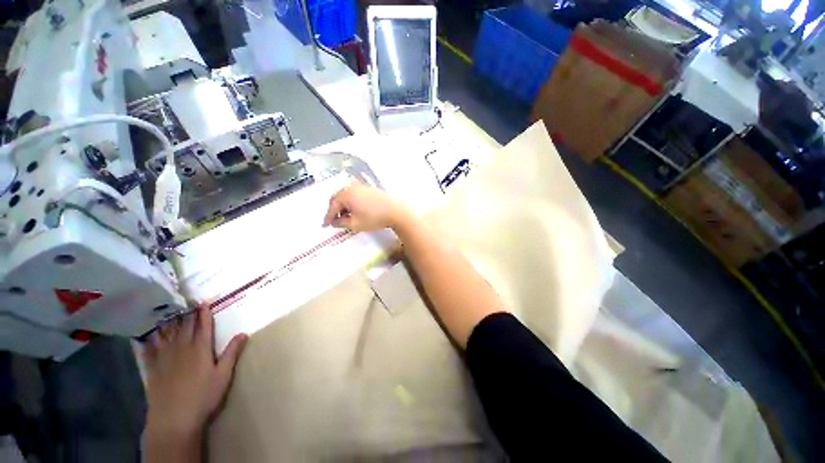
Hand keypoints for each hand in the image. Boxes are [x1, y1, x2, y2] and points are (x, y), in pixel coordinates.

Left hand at [142, 306, 246, 459]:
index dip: (203, 313)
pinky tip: (146, 335)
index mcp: (200, 349)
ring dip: (169, 323)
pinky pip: (149, 350)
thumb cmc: (203, 396)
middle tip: (186, 302)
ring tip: (168, 312)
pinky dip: (148, 341)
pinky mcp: (153, 369)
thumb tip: (243, 333)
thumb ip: (231, 353)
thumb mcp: (223, 375)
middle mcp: (182, 349)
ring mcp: (165, 358)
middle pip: (185, 327)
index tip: (203, 302)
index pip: (203, 326)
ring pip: (167, 335)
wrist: (174, 418)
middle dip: (187, 314)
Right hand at [323, 183, 408, 231]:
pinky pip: (354, 194)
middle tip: (333, 220)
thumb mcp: (355, 224)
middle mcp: (352, 187)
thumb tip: (334, 222)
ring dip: (342, 205)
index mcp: (346, 194)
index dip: (328, 217)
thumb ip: (341, 223)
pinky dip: (351, 202)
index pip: (332, 206)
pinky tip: (354, 210)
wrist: (395, 211)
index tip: (325, 225)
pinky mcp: (369, 189)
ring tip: (344, 216)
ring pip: (346, 195)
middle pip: (337, 198)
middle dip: (334, 209)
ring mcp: (362, 187)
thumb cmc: (374, 218)